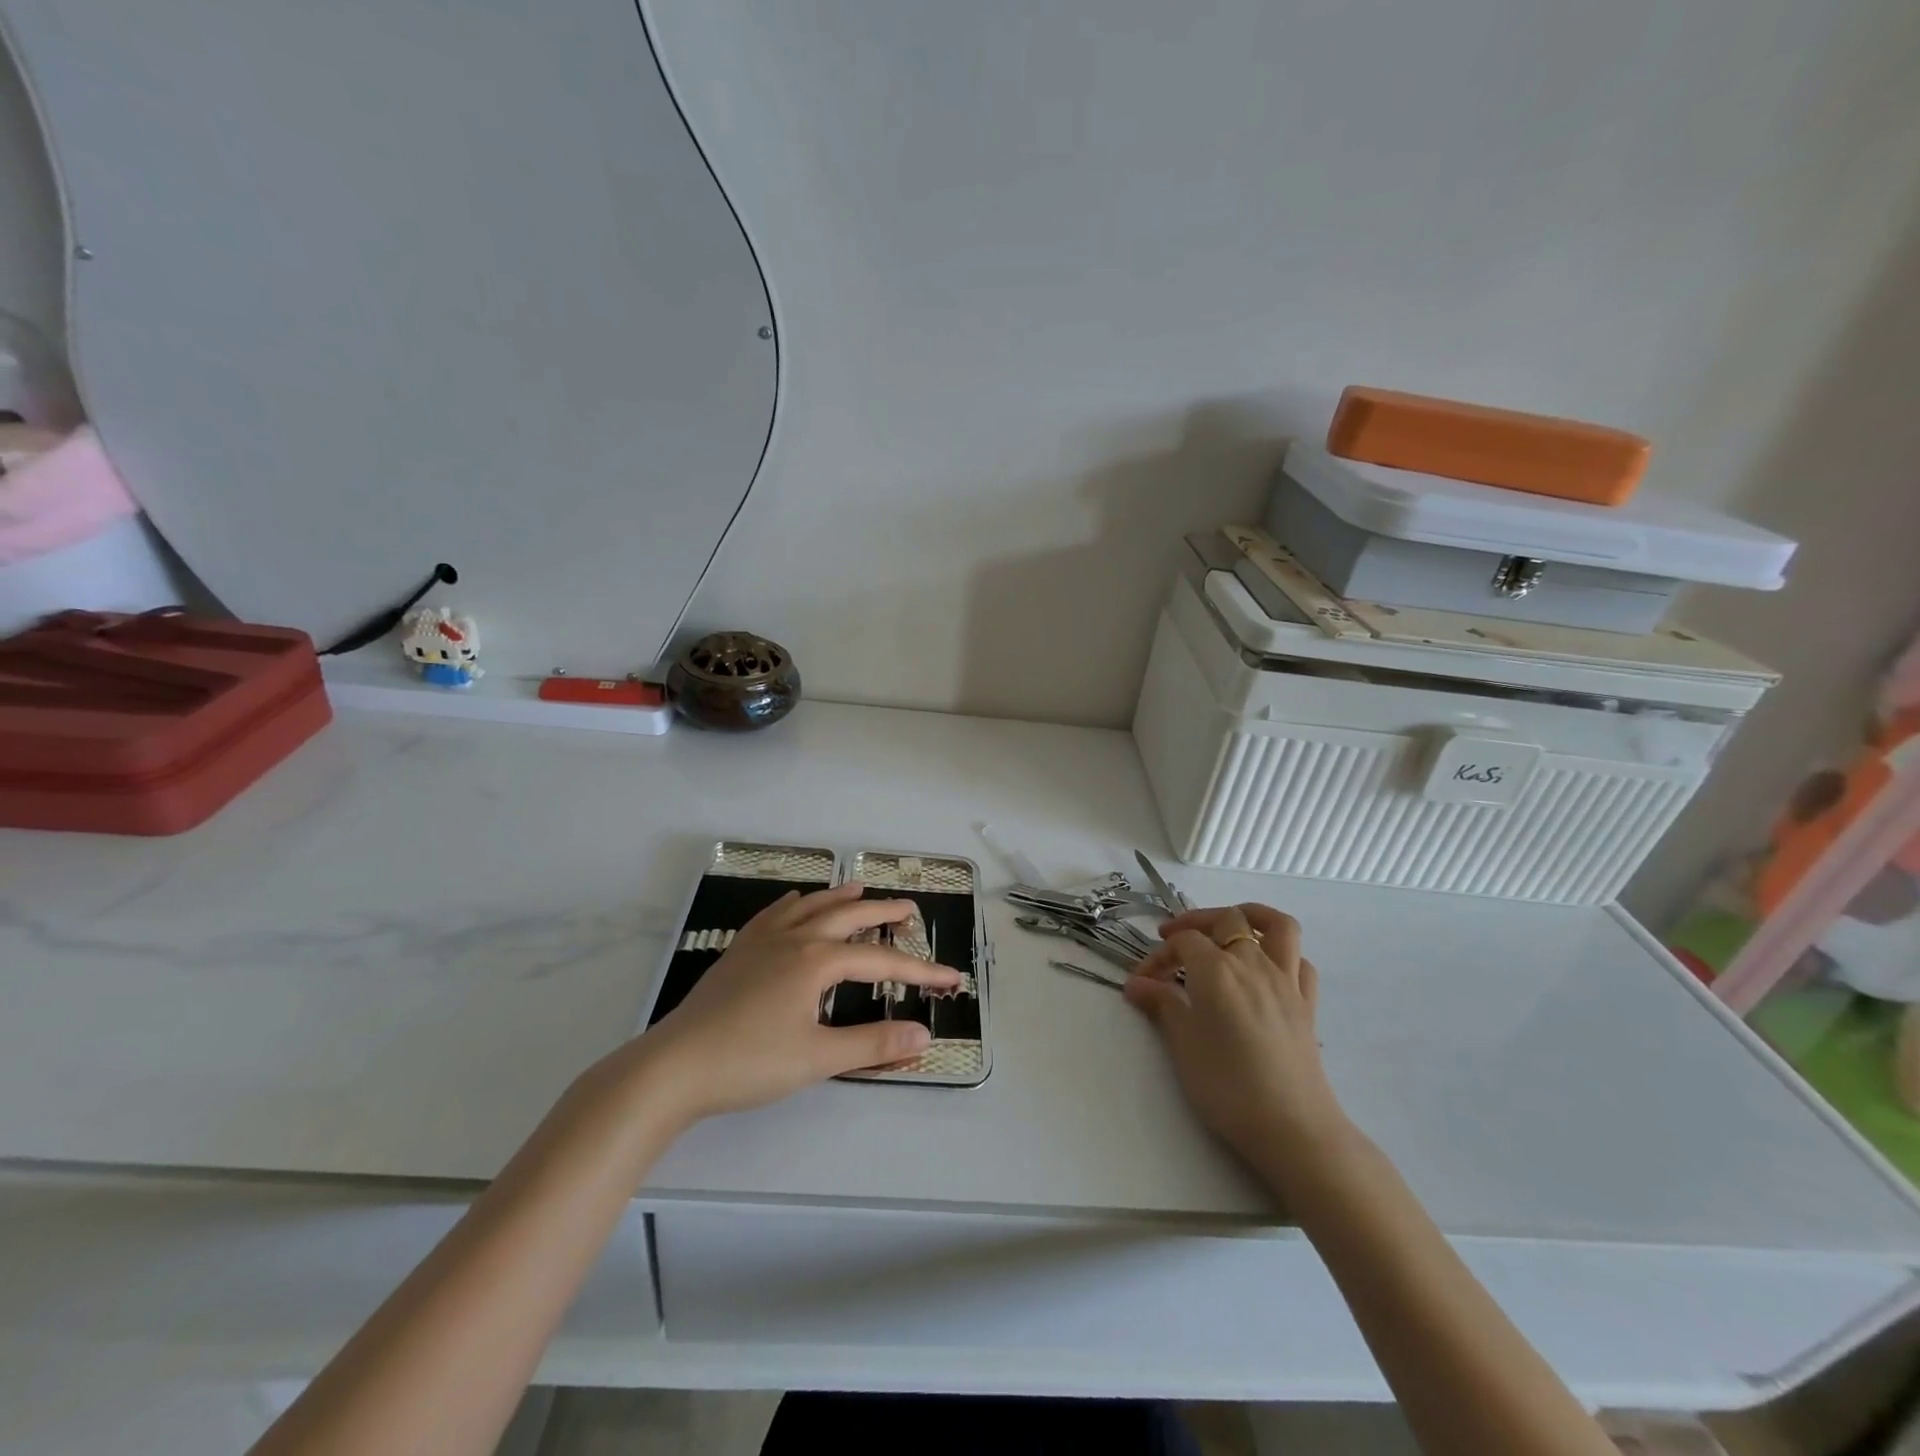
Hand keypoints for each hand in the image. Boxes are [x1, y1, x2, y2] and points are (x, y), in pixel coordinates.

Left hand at [638, 883, 961, 1123]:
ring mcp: (762, 941)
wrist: (674, 1066)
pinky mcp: (739, 952)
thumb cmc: (749, 1062)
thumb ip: (873, 1044)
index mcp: (816, 961)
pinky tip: (796, 904)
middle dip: (882, 911)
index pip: (880, 960)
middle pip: (847, 916)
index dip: (919, 969)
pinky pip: (775, 914)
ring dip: (839, 897)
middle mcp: (793, 939)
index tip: (950, 978)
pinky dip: (795, 904)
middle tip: (909, 909)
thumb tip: (924, 1034)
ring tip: (859, 888)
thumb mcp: (817, 1058)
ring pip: (810, 907)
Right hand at [1126, 903, 1348, 1171]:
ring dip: (1250, 916)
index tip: (1141, 982)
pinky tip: (1265, 969)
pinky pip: (1299, 961)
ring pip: (1276, 926)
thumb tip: (1136, 985)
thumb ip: (1161, 1005)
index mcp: (1217, 970)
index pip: (1183, 943)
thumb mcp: (1182, 1044)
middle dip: (1195, 924)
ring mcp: (1285, 981)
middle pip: (1226, 920)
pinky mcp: (1307, 1003)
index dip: (1158, 956)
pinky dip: (1282, 954)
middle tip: (1174, 943)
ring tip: (1229, 927)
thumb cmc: (1227, 1086)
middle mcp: (1253, 964)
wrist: (1291, 1128)